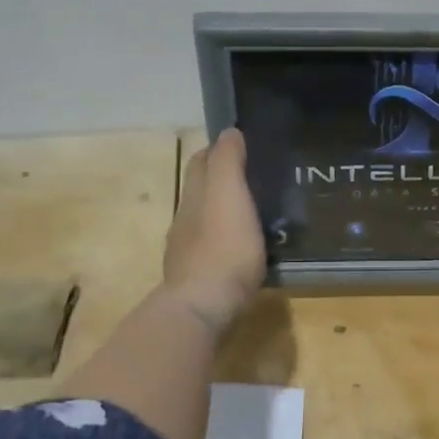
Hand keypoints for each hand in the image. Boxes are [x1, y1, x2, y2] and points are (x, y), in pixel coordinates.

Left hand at [162, 128, 266, 332]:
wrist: (203, 306)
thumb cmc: (224, 247)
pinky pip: (210, 248)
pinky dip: (223, 240)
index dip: (219, 150)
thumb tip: (228, 132)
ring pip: (203, 220)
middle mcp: (186, 218)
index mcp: (195, 195)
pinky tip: (240, 249)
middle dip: (219, 179)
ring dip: (222, 212)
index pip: (201, 162)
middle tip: (253, 178)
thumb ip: (227, 161)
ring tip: (252, 214)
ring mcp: (187, 250)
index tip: (244, 147)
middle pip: (200, 189)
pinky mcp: (197, 276)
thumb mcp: (230, 194)